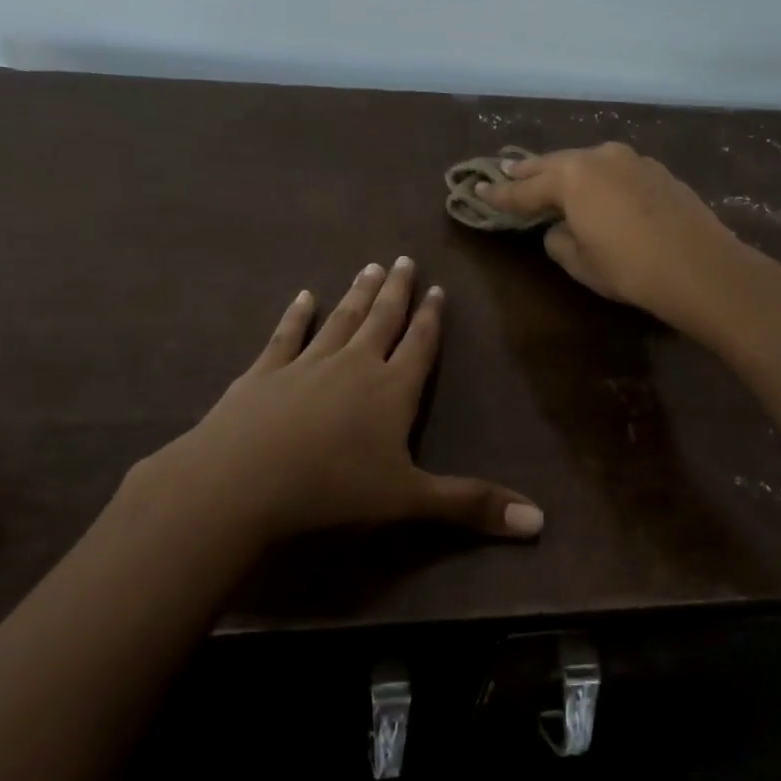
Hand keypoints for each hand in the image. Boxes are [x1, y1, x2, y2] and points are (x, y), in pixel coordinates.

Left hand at [123, 258, 543, 546]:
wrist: (241, 480)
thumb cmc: (333, 489)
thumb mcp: (409, 500)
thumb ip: (471, 505)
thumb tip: (540, 521)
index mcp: (391, 390)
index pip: (419, 345)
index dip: (431, 318)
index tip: (437, 289)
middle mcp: (354, 365)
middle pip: (382, 320)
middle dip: (397, 292)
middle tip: (404, 259)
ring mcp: (306, 364)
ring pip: (340, 320)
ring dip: (357, 294)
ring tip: (370, 267)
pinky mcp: (264, 373)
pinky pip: (286, 336)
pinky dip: (296, 315)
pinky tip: (302, 296)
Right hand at [477, 142, 754, 331]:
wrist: (701, 268)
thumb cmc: (630, 268)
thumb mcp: (581, 262)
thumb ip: (559, 239)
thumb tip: (560, 228)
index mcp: (572, 177)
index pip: (524, 189)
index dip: (498, 195)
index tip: (476, 192)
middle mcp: (599, 157)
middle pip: (554, 164)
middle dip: (528, 172)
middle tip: (505, 173)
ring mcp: (632, 160)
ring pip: (587, 162)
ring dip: (566, 172)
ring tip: (549, 178)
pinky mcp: (657, 171)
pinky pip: (614, 170)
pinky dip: (598, 179)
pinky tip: (599, 190)